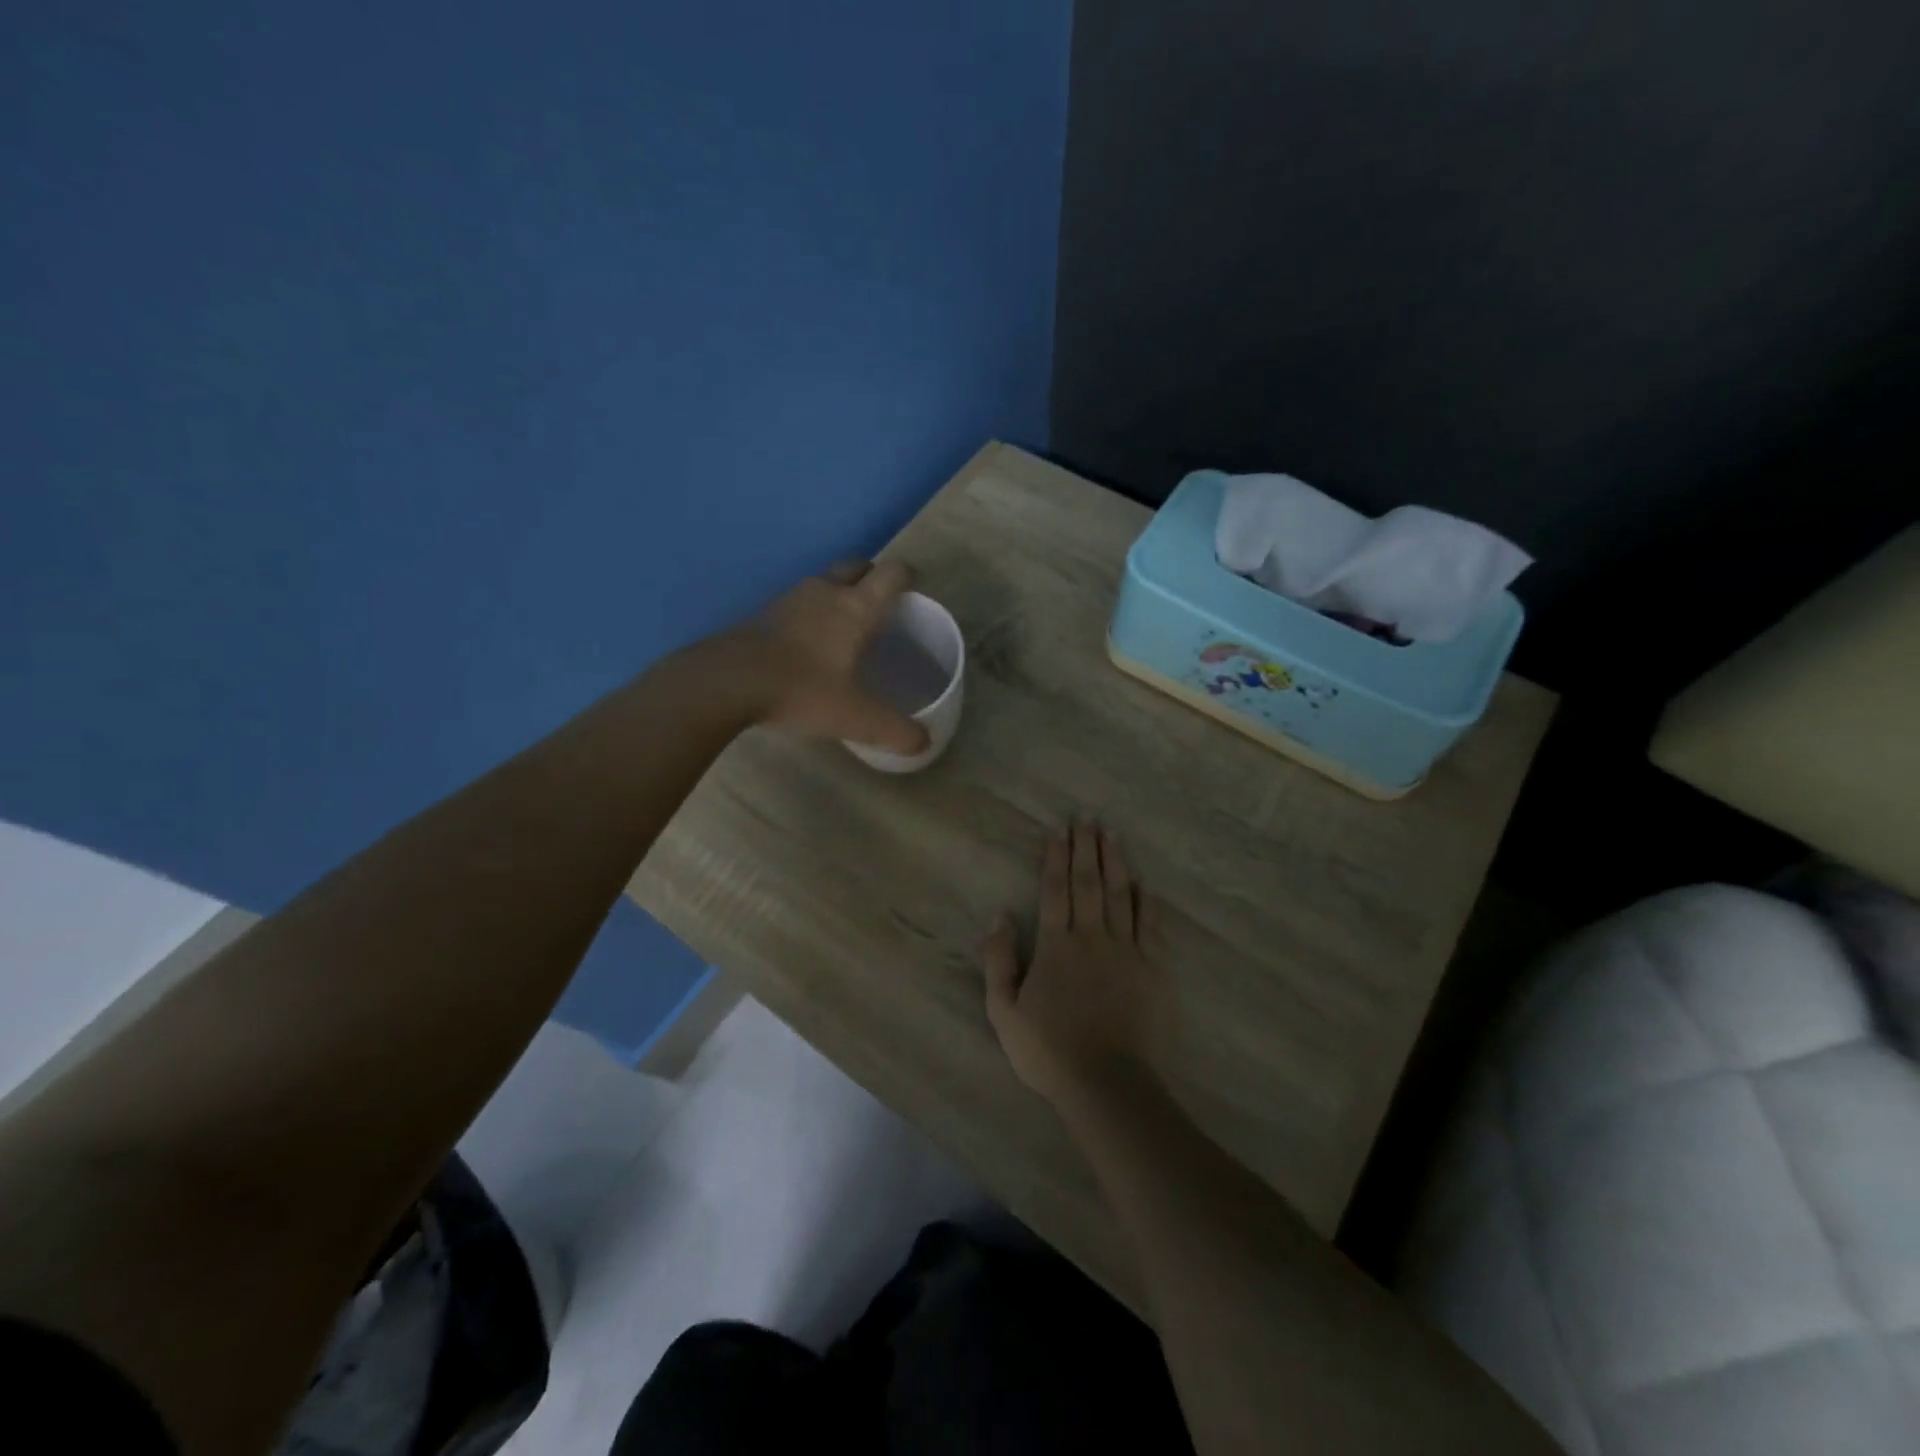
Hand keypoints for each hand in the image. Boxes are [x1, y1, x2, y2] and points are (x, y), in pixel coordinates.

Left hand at [706, 560, 930, 754]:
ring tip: (846, 628)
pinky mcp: (762, 614)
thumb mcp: (855, 718)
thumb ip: (894, 730)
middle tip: (881, 608)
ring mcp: (789, 599)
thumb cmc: (801, 689)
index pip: (891, 573)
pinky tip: (808, 646)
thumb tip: (924, 743)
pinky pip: (798, 604)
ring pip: (823, 583)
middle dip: (872, 578)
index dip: (907, 577)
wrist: (726, 683)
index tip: (915, 592)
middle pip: (857, 566)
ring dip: (838, 594)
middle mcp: (824, 592)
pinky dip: (810, 614)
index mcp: (855, 607)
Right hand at [981, 823, 1175, 1108]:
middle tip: (1088, 818)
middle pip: (1089, 883)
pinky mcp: (1154, 969)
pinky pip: (1151, 926)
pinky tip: (1144, 884)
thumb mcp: (1004, 1011)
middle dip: (1087, 848)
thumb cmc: (1049, 1050)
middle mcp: (1092, 937)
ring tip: (1113, 835)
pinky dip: (1147, 901)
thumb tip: (999, 917)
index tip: (1058, 831)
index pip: (1055, 890)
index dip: (1056, 858)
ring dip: (1116, 863)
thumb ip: (999, 961)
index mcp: (1056, 945)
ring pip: (1121, 896)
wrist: (1108, 1083)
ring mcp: (1127, 951)